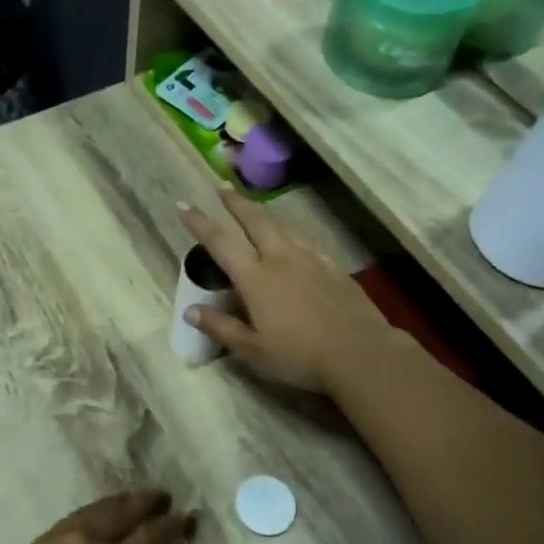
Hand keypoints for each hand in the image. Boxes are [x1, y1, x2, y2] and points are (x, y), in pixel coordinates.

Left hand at [0, 490, 193, 543]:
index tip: (187, 516)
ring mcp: (61, 535)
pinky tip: (94, 514)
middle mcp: (90, 540)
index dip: (171, 527)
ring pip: (97, 509)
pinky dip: (93, 511)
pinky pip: (75, 517)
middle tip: (162, 494)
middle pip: (123, 512)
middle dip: (145, 502)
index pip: (150, 538)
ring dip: (119, 501)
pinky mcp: (39, 540)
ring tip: (131, 497)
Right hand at [180, 189, 398, 392]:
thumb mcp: (253, 349)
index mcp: (255, 278)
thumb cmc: (300, 355)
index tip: (184, 205)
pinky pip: (305, 240)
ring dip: (263, 212)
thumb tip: (191, 311)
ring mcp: (310, 259)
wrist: (360, 352)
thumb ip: (221, 327)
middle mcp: (280, 259)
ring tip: (254, 207)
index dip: (199, 222)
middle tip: (222, 188)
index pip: (220, 242)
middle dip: (235, 202)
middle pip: (255, 220)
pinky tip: (292, 238)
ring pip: (282, 225)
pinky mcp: (332, 267)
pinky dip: (290, 231)